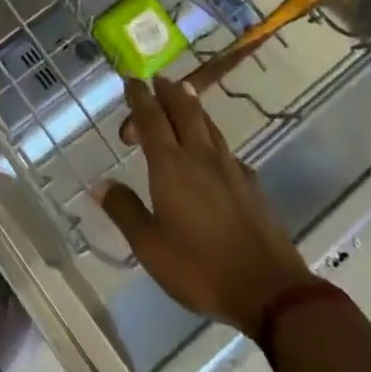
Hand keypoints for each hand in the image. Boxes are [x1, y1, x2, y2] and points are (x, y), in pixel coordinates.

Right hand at [100, 76, 314, 336]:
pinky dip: (212, 137)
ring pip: (208, 125)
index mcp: (170, 166)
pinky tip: (213, 150)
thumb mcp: (149, 246)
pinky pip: (226, 148)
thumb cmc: (199, 268)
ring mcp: (230, 168)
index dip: (139, 97)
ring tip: (184, 95)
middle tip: (158, 80)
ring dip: (192, 107)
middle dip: (168, 92)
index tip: (131, 80)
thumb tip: (101, 184)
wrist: (269, 291)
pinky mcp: (251, 185)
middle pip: (184, 111)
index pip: (151, 119)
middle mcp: (200, 156)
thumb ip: (125, 210)